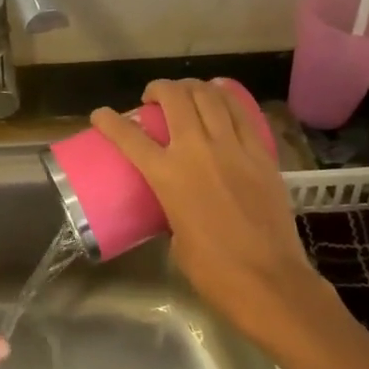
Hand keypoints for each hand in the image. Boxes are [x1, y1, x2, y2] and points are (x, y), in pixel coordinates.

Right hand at [91, 79, 328, 349]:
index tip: (100, 114)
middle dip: (159, 89)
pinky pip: (243, 114)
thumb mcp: (175, 235)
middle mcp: (198, 151)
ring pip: (211, 97)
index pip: (129, 136)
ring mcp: (234, 148)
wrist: (268, 280)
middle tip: (153, 97)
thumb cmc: (213, 270)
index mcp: (168, 176)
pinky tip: (221, 96)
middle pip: (176, 99)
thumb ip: (170, 207)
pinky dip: (227, 98)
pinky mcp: (262, 154)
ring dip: (193, 88)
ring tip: (186, 92)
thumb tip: (174, 200)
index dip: (109, 120)